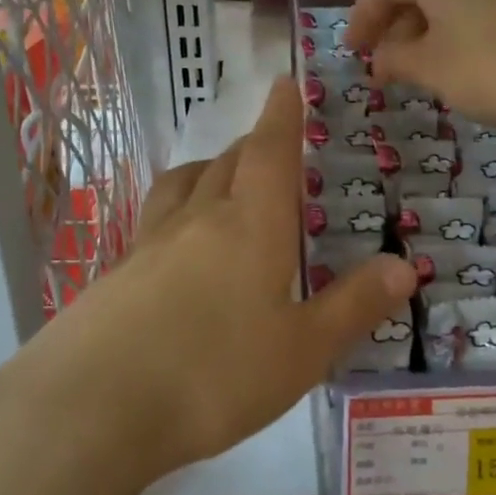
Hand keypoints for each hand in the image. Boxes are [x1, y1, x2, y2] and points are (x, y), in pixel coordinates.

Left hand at [19, 79, 416, 488]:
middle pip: (226, 163)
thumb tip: (405, 266)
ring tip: (220, 179)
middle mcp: (198, 220)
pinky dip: (176, 215)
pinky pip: (153, 224)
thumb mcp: (303, 350)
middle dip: (252, 146)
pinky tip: (177, 251)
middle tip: (271, 146)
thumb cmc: (215, 375)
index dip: (282, 116)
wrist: (90, 411)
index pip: (270, 152)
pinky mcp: (114, 278)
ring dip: (207, 171)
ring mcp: (148, 246)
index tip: (285, 83)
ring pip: (181, 186)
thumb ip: (354, 306)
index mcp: (251, 225)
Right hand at [346, 0, 495, 141]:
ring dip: (419, 28)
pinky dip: (449, 30)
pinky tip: (448, 62)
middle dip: (391, 21)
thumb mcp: (430, 68)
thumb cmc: (489, 70)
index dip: (363, 14)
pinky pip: (470, 6)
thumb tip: (381, 59)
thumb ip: (395, 59)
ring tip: (409, 67)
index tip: (353, 51)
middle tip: (378, 59)